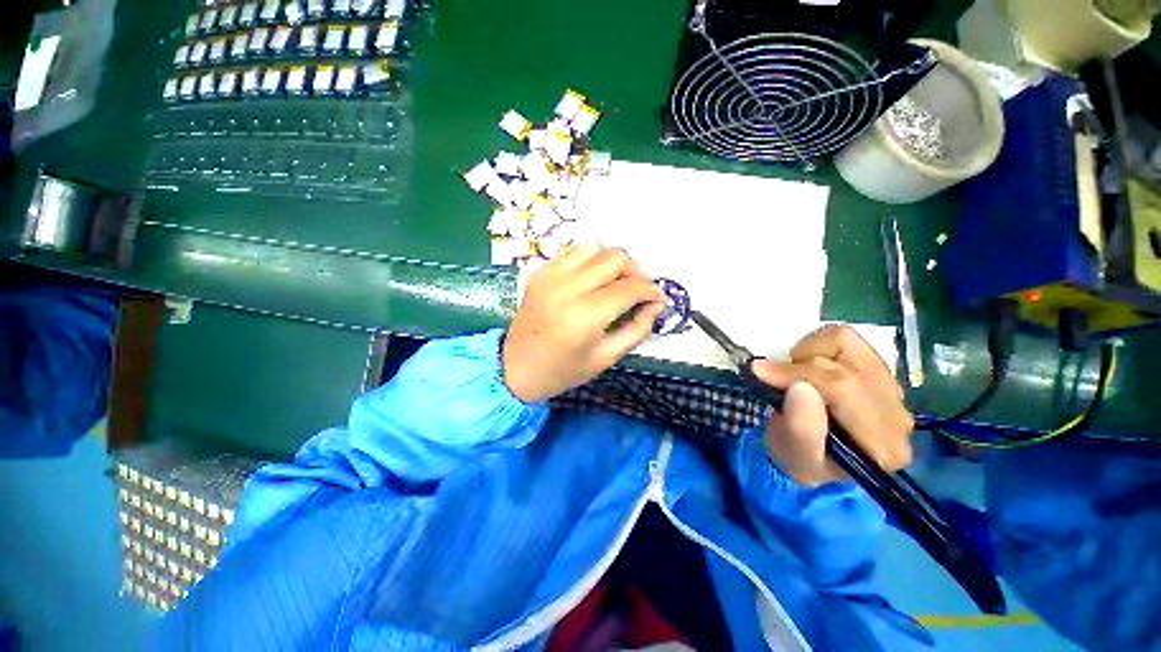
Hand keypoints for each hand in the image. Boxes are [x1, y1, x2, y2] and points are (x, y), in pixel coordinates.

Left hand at [503, 246, 665, 402]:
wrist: (515, 368)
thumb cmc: (563, 371)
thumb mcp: (606, 357)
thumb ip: (638, 329)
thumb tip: (656, 305)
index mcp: (585, 315)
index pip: (630, 288)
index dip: (652, 291)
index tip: (659, 300)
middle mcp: (567, 287)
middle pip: (616, 258)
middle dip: (636, 272)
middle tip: (638, 292)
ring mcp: (550, 275)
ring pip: (596, 249)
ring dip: (613, 263)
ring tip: (616, 284)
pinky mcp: (540, 272)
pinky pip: (573, 253)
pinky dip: (590, 261)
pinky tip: (592, 280)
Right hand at [751, 325, 914, 486]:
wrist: (813, 456)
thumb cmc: (799, 459)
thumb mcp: (793, 455)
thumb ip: (801, 429)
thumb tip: (800, 387)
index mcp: (882, 445)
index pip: (844, 389)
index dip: (798, 374)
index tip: (761, 373)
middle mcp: (898, 414)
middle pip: (846, 364)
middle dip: (800, 366)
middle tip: (774, 379)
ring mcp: (892, 389)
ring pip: (848, 343)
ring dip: (810, 353)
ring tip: (796, 375)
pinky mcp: (879, 370)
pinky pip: (846, 339)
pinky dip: (817, 346)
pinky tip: (809, 368)